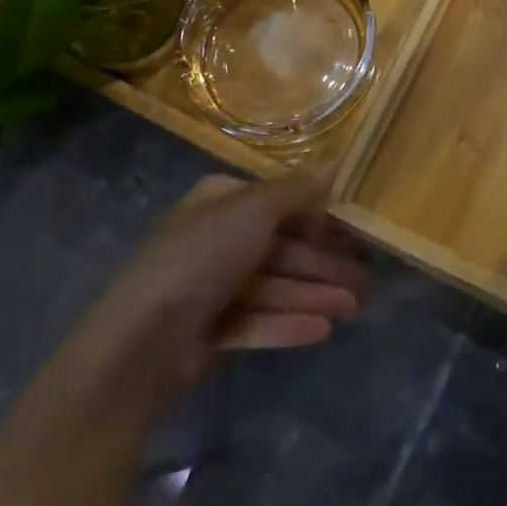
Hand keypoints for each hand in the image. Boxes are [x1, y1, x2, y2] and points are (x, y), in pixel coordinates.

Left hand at [58, 170, 369, 421]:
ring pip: (274, 286)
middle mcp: (216, 238)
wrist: (139, 342)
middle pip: (281, 248)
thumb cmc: (201, 258)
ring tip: (355, 309)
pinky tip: (322, 331)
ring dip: (314, 295)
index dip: (319, 218)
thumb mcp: (254, 211)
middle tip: (367, 283)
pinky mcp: (207, 331)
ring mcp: (210, 287)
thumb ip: (297, 191)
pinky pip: (256, 321)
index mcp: (221, 202)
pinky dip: (287, 323)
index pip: (280, 204)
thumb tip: (335, 162)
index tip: (356, 234)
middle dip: (324, 264)